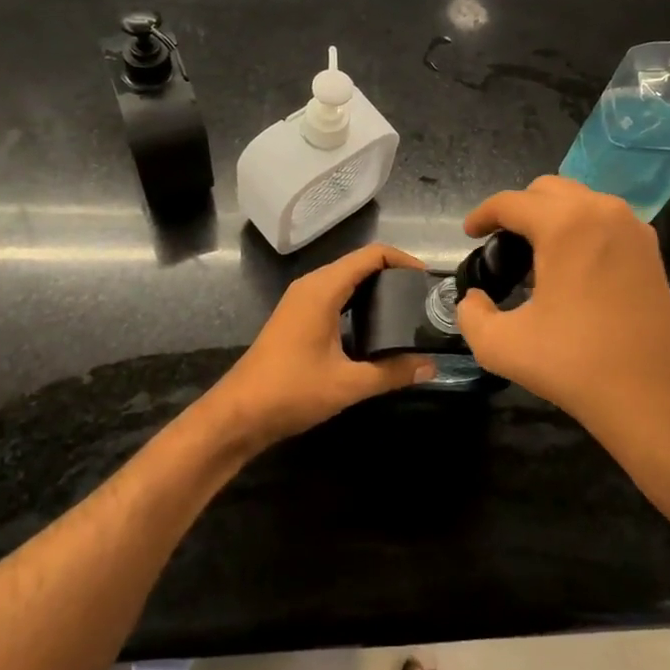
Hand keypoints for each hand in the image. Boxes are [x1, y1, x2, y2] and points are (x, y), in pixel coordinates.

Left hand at [207, 244, 436, 451]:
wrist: (238, 414)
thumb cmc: (292, 391)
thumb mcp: (348, 384)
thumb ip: (393, 372)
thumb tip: (431, 367)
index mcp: (323, 289)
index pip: (370, 255)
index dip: (402, 260)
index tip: (427, 280)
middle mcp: (311, 285)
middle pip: (358, 264)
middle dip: (392, 274)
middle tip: (420, 298)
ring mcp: (300, 300)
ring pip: (345, 280)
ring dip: (374, 288)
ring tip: (404, 310)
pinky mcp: (296, 316)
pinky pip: (334, 295)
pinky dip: (358, 301)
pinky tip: (374, 326)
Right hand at [456, 178, 669, 472]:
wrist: (658, 399)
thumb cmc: (577, 365)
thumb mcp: (503, 346)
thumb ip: (472, 315)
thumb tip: (474, 299)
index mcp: (565, 224)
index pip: (511, 202)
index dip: (483, 215)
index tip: (468, 234)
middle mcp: (601, 211)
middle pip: (546, 190)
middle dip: (518, 209)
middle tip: (500, 245)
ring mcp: (632, 228)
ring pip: (579, 200)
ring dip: (551, 216)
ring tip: (534, 255)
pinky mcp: (650, 250)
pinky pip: (604, 220)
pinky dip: (580, 229)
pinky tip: (571, 267)